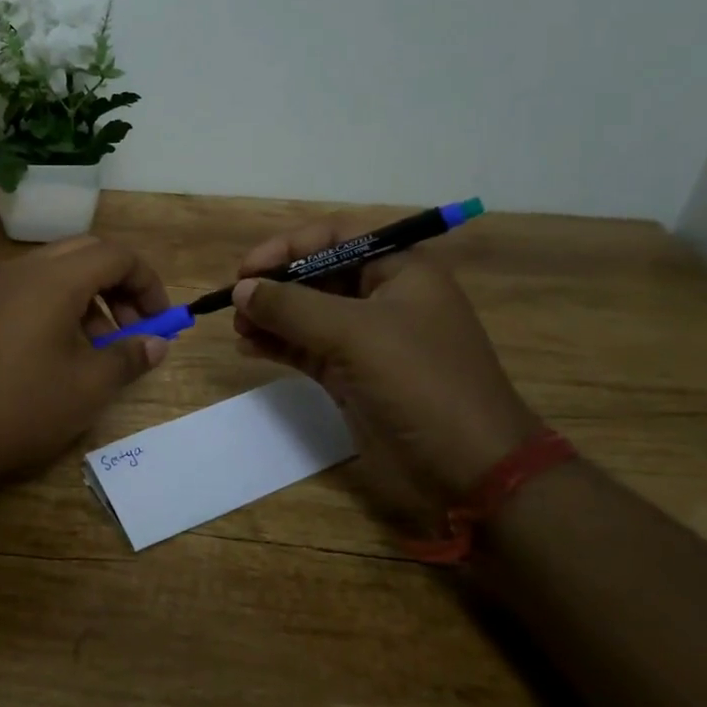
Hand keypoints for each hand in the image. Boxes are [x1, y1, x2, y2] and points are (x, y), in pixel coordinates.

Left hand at [0, 236, 172, 497]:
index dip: (147, 282)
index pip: (115, 255)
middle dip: (117, 285)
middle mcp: (20, 271)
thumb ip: (129, 357)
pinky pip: (24, 292)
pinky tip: (53, 355)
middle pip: (83, 254)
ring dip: (85, 299)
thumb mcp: (87, 387)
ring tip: (95, 349)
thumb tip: (156, 343)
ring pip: (52, 273)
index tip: (159, 320)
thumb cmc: (20, 407)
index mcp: (54, 279)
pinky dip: (54, 308)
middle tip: (130, 328)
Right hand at [232, 216, 540, 520]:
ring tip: (238, 329)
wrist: (470, 468)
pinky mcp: (354, 375)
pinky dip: (279, 345)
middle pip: (318, 275)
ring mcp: (368, 339)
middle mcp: (383, 297)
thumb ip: (292, 306)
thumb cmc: (419, 383)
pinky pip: (307, 348)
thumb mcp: (353, 334)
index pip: (335, 237)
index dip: (288, 247)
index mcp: (400, 270)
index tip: (247, 270)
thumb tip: (241, 289)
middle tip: (236, 303)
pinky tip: (249, 348)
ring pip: (308, 314)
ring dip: (272, 317)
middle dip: (275, 285)